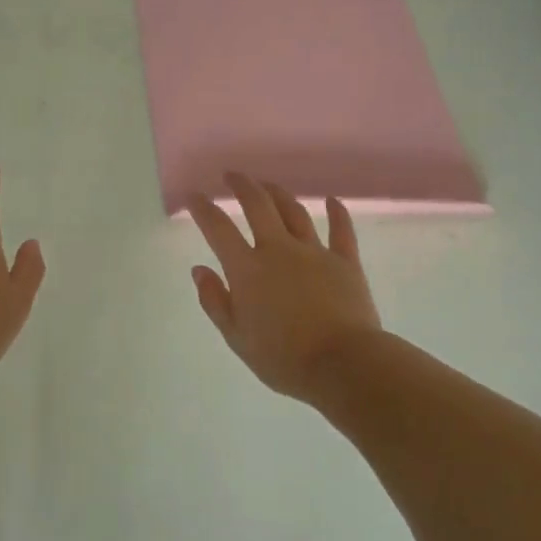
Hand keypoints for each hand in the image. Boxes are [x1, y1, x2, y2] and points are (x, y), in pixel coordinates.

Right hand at [189, 172, 381, 403]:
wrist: (343, 365)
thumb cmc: (283, 358)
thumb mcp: (236, 337)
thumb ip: (215, 301)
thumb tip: (200, 270)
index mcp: (248, 269)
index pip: (218, 229)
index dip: (203, 208)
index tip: (194, 196)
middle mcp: (279, 250)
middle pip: (258, 206)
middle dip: (242, 185)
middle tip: (232, 175)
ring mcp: (315, 252)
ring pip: (294, 212)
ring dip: (278, 194)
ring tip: (267, 185)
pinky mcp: (346, 262)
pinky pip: (342, 231)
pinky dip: (337, 213)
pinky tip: (332, 200)